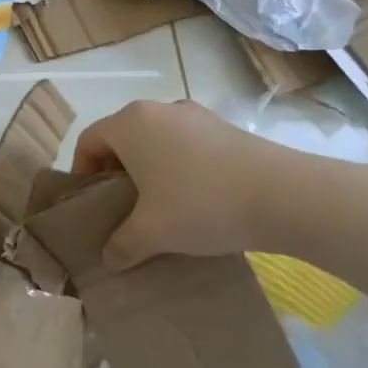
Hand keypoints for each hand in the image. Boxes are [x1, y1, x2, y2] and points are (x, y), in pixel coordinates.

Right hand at [72, 99, 299, 267]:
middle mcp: (159, 110)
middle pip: (122, 138)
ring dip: (150, 170)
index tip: (93, 204)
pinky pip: (187, 145)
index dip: (82, 173)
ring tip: (162, 207)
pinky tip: (197, 200)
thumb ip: (122, 245)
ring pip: (157, 141)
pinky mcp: (227, 128)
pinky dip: (180, 168)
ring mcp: (197, 115)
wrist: (285, 196)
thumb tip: (109, 257)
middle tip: (123, 209)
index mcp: (131, 124)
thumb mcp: (152, 233)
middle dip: (117, 172)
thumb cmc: (201, 205)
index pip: (89, 140)